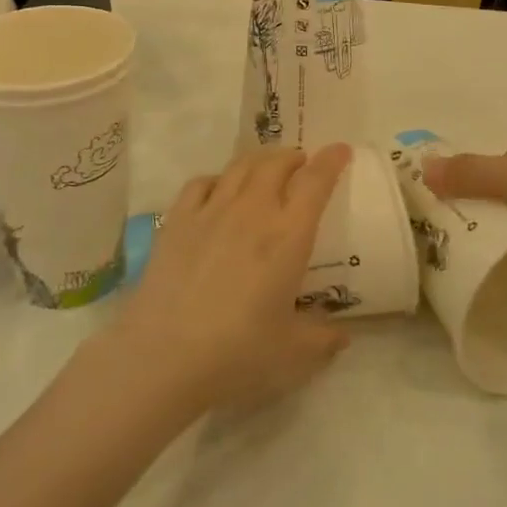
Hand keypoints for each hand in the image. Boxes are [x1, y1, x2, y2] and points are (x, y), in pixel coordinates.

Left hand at [110, 145, 352, 412]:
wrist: (163, 356)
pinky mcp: (177, 221)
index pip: (315, 182)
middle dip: (293, 157)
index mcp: (288, 236)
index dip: (331, 160)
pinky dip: (218, 178)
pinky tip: (218, 189)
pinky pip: (200, 183)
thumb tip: (342, 335)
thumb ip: (323, 340)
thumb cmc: (237, 353)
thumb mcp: (293, 354)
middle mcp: (252, 211)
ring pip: (240, 166)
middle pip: (276, 163)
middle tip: (301, 164)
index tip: (341, 150)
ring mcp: (211, 211)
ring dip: (259, 160)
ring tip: (266, 168)